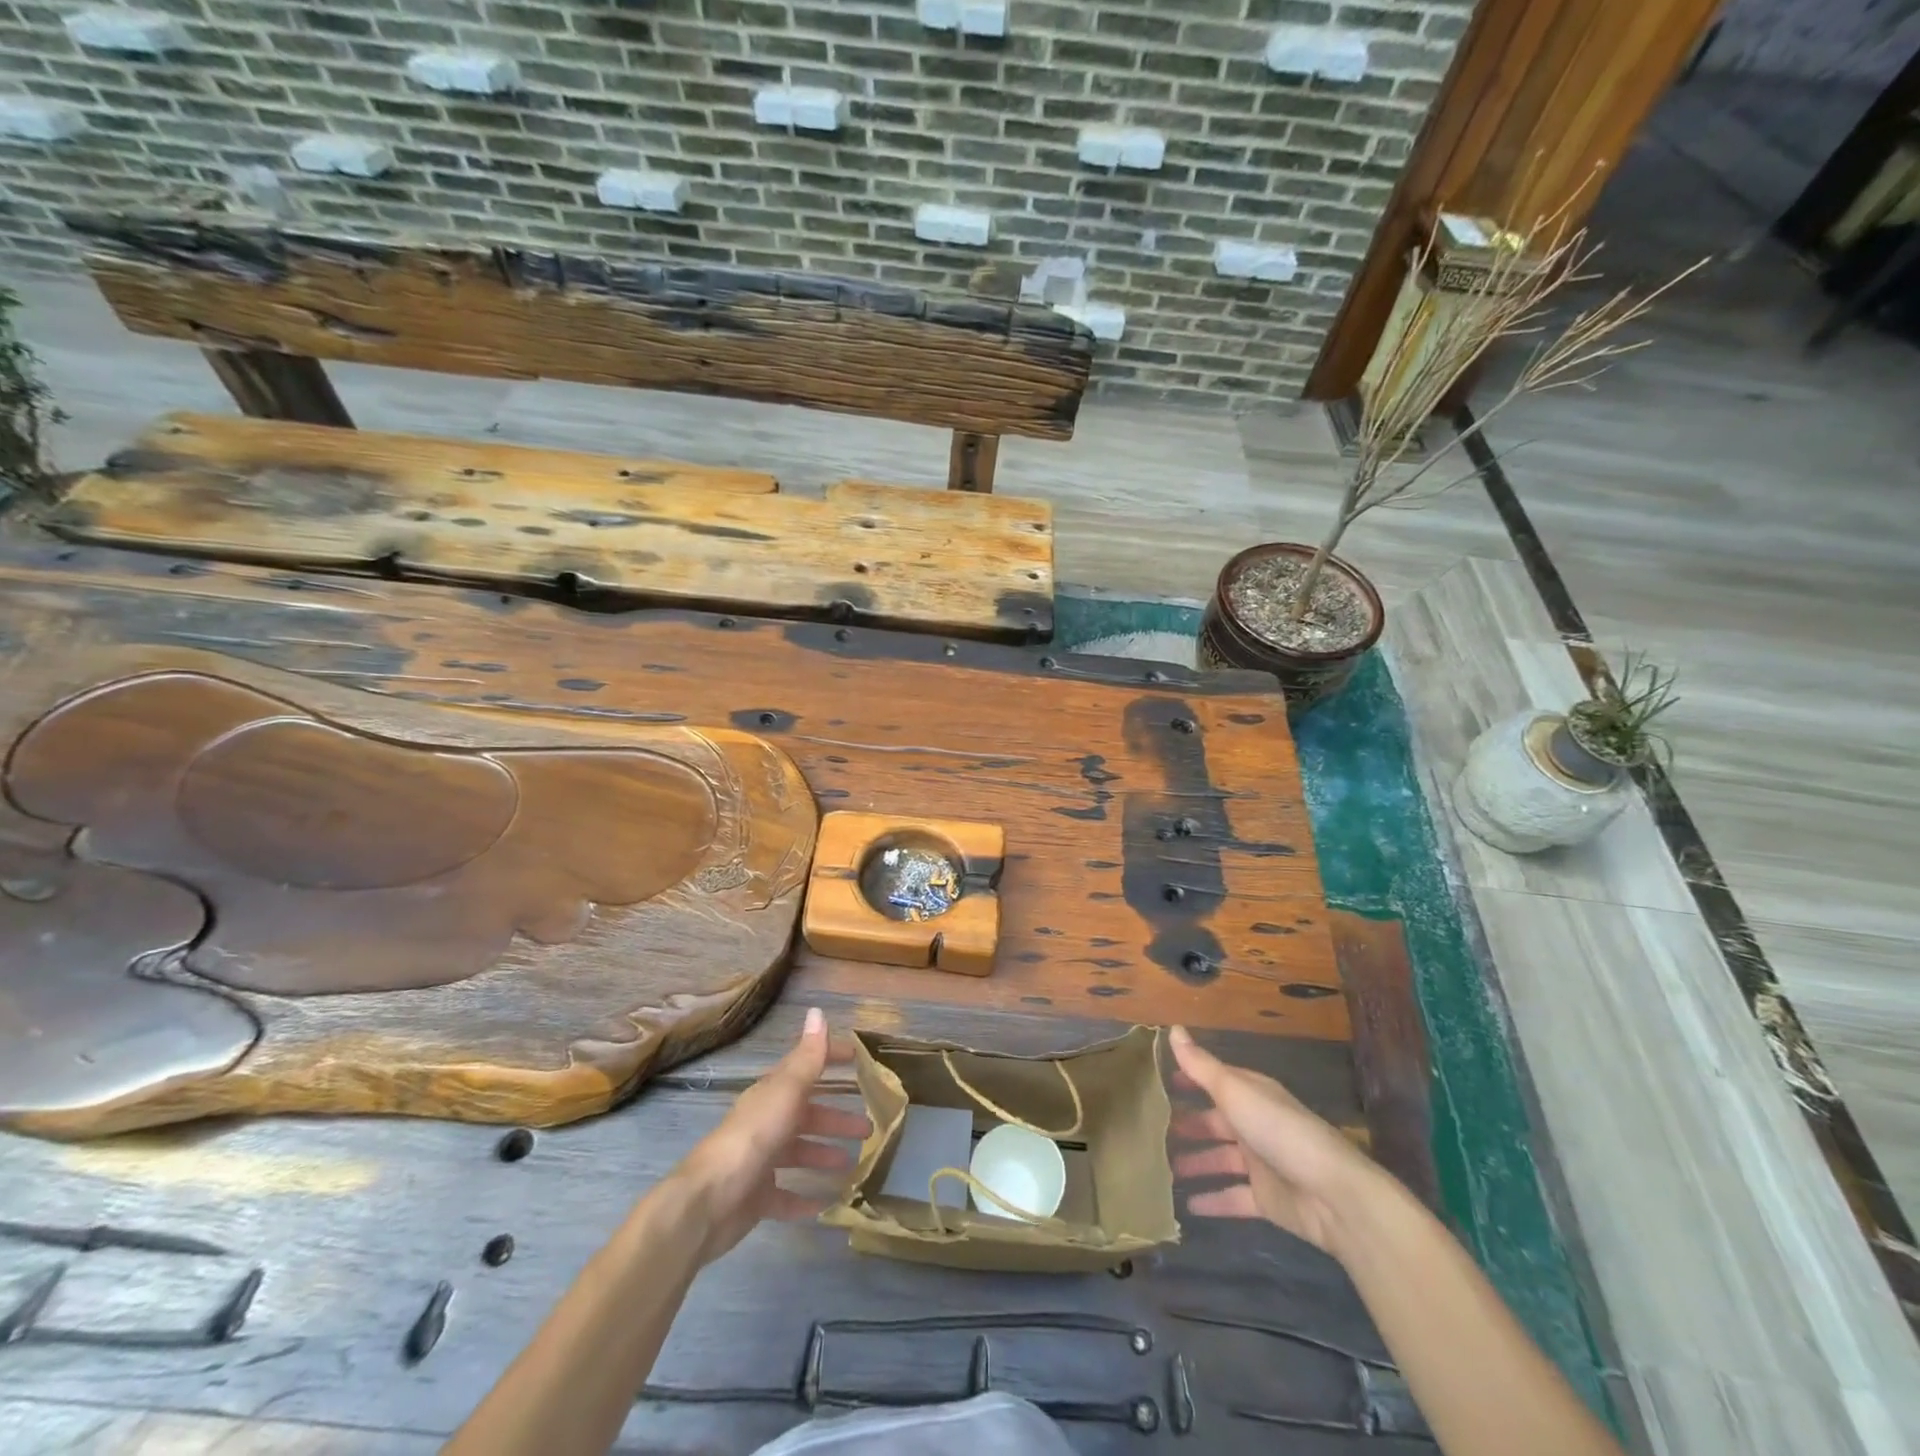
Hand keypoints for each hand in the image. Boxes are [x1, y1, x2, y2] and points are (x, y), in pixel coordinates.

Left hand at [669, 1008, 870, 1266]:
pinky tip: (825, 1205)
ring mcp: (760, 1161)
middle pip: (807, 1115)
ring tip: (852, 1165)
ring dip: (824, 1154)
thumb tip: (818, 1012)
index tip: (859, 1059)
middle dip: (836, 1118)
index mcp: (773, 1094)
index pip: (806, 1068)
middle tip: (868, 1128)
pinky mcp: (756, 1198)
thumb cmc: (753, 1138)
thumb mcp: (787, 1092)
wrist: (708, 1201)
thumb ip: (808, 1058)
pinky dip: (804, 1198)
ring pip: (798, 1153)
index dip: (831, 1059)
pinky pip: (785, 1196)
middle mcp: (767, 1123)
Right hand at [1168, 1024, 1382, 1254]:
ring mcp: (1262, 1164)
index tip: (1159, 1082)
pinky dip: (1212, 1200)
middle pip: (1215, 1122)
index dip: (1189, 1080)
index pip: (1214, 1081)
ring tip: (1160, 1168)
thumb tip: (1173, 1028)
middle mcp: (1255, 1124)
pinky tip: (1185, 1205)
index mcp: (1251, 1094)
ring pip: (1220, 1160)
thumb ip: (1201, 1065)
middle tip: (1152, 1130)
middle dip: (1188, 1125)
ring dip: (1195, 1162)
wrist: (1334, 1195)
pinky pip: (1233, 1197)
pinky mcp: (1267, 1200)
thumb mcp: (1234, 1091)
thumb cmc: (1279, 1130)